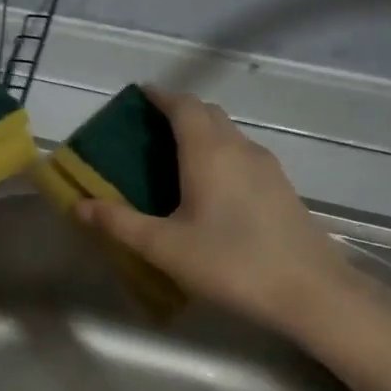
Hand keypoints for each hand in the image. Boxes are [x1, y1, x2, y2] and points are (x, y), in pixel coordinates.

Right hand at [75, 88, 357, 334]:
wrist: (312, 293)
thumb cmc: (230, 263)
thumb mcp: (164, 247)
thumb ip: (119, 223)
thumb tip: (79, 205)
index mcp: (209, 152)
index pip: (183, 105)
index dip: (159, 97)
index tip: (136, 98)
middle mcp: (240, 148)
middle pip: (207, 114)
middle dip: (177, 113)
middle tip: (146, 132)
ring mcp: (267, 167)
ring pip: (228, 135)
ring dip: (200, 135)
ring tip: (171, 161)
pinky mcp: (281, 188)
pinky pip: (241, 156)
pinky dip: (218, 156)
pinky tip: (207, 191)